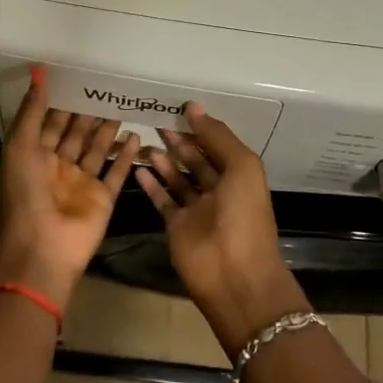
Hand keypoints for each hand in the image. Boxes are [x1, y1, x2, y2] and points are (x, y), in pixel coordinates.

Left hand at [0, 67, 140, 310]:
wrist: (42, 248)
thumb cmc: (25, 194)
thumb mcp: (20, 146)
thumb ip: (32, 110)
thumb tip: (39, 70)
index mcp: (35, 155)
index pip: (51, 122)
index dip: (63, 101)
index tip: (79, 76)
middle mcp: (59, 166)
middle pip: (76, 133)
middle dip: (89, 112)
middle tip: (108, 86)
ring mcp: (82, 183)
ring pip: (97, 149)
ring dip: (108, 129)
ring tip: (123, 105)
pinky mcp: (103, 198)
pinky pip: (116, 173)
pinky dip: (126, 156)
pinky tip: (137, 136)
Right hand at [135, 105, 307, 353]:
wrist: (235, 274)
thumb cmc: (244, 215)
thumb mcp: (241, 167)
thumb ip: (217, 136)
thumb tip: (194, 107)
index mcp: (239, 175)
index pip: (217, 145)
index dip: (200, 127)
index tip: (178, 108)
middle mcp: (218, 190)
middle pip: (196, 159)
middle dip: (179, 140)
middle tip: (155, 119)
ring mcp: (196, 210)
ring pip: (177, 178)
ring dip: (164, 159)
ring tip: (145, 138)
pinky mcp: (177, 226)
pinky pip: (163, 200)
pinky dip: (151, 184)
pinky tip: (139, 167)